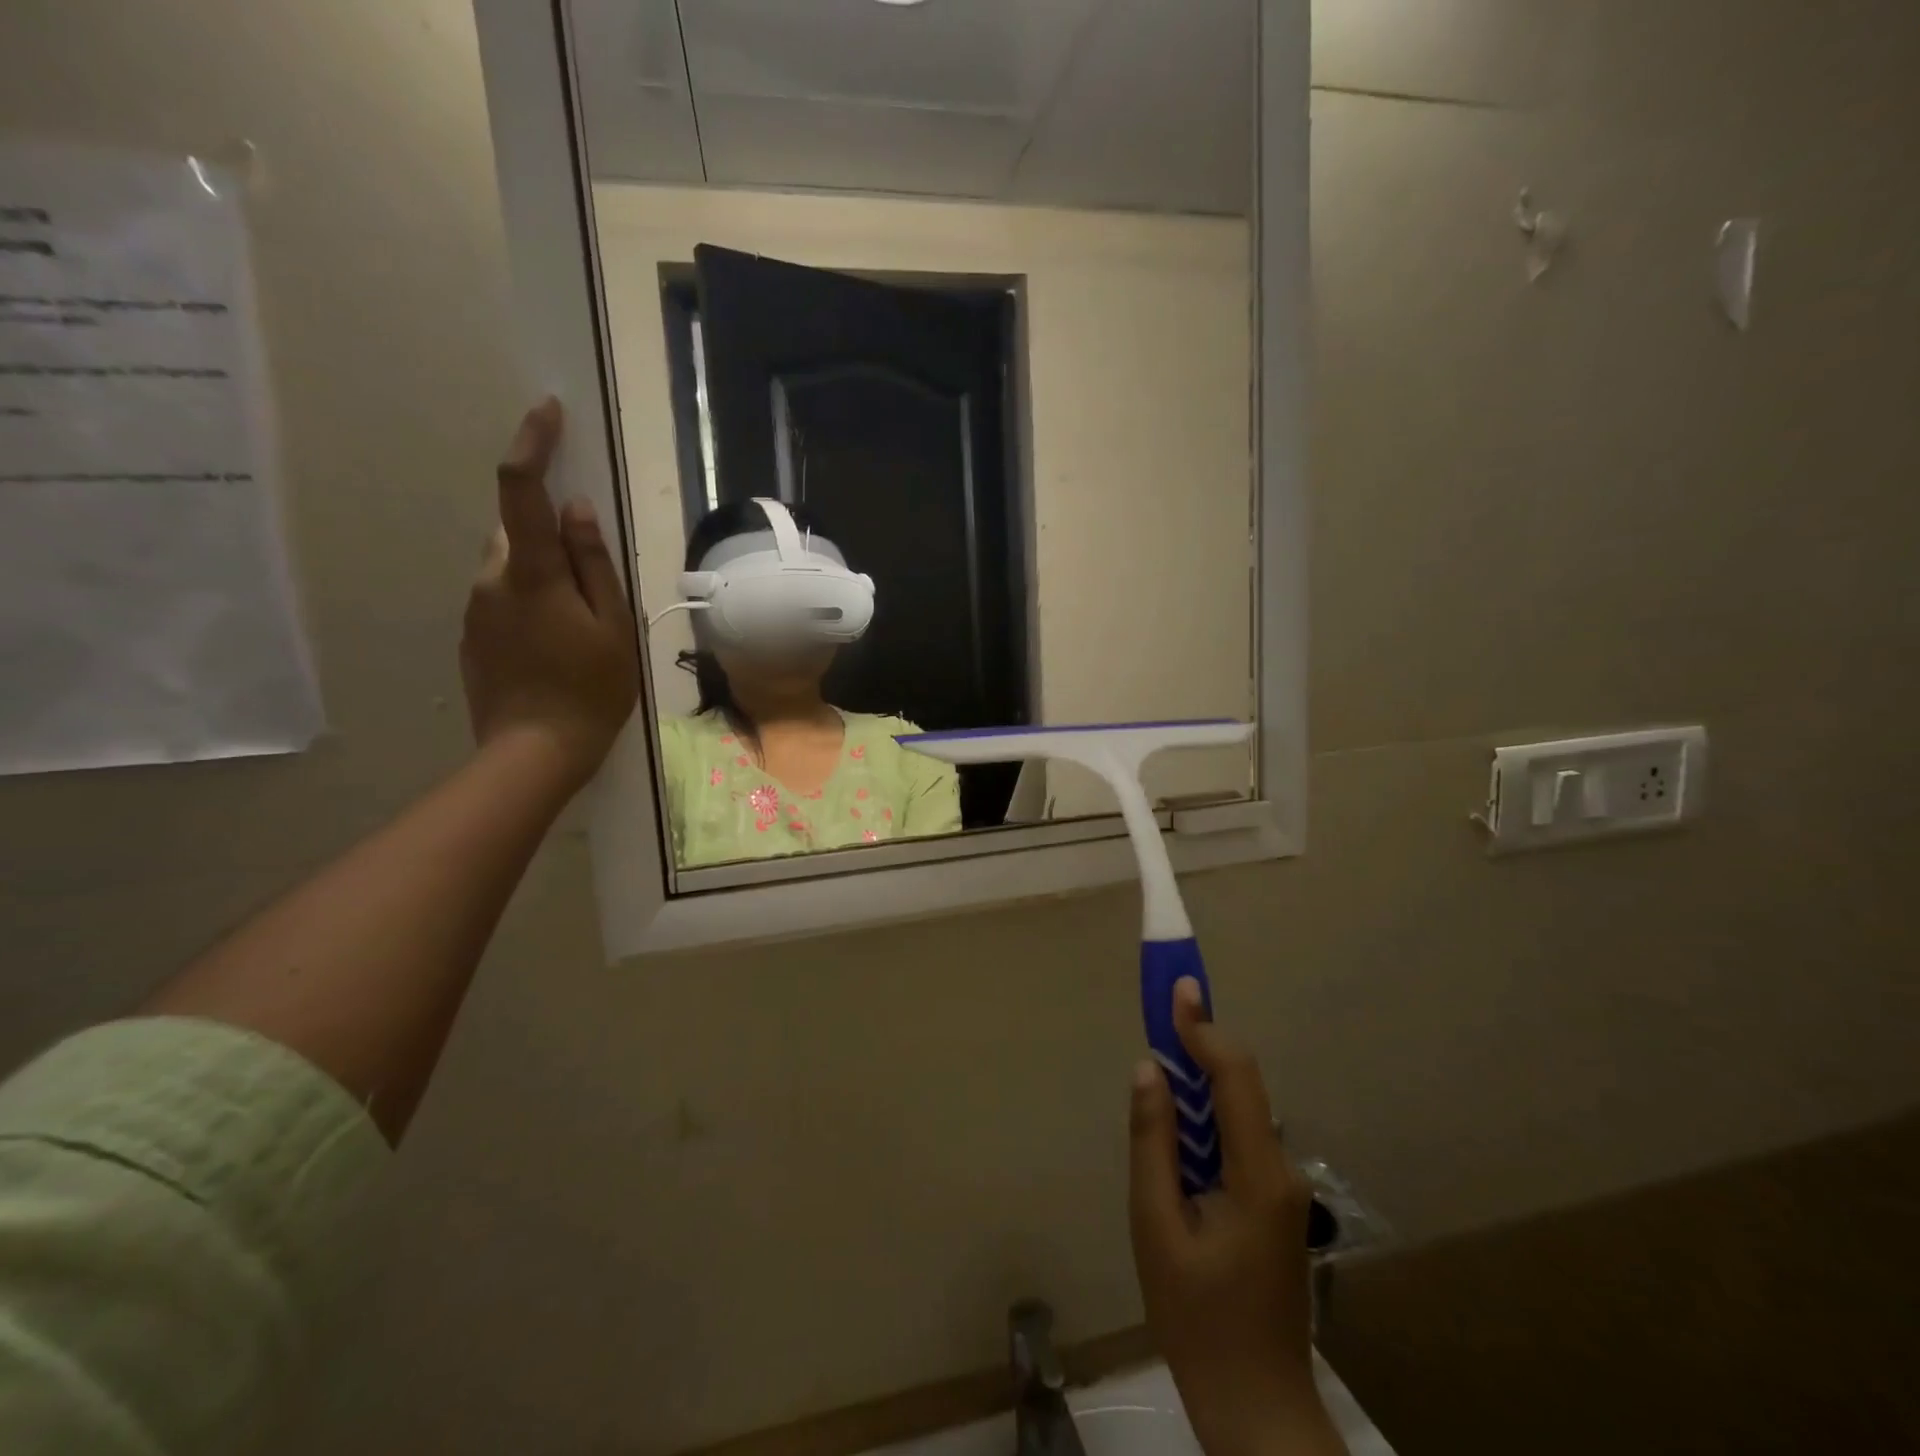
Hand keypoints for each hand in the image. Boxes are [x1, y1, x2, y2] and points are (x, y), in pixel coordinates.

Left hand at [461, 399, 639, 788]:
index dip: (533, 443)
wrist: (533, 751)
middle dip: (551, 534)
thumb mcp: (613, 627)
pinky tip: (556, 645)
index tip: (547, 411)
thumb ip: (595, 565)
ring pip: (510, 566)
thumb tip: (578, 509)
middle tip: (594, 581)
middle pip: (517, 530)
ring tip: (581, 626)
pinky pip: (502, 597)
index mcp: (532, 572)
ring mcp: (475, 608)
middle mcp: (492, 578)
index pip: (521, 489)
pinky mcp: (472, 635)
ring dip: (544, 574)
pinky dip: (531, 602)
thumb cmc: (590, 689)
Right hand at [1129, 980, 1342, 1455]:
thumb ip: (1153, 1142)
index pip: (1235, 1077)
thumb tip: (1149, 1070)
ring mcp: (1283, 1189)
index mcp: (1258, 1174)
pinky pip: (1238, 1141)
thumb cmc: (1197, 1320)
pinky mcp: (1275, 1205)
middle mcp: (1282, 1171)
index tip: (1177, 989)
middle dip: (1198, 1047)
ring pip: (1238, 1114)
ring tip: (1158, 1080)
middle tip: (1159, 1017)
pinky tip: (1177, 1140)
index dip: (1204, 1028)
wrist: (1256, 1407)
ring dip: (1198, 1087)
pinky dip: (1206, 1121)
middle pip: (1240, 1088)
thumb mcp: (1156, 1228)